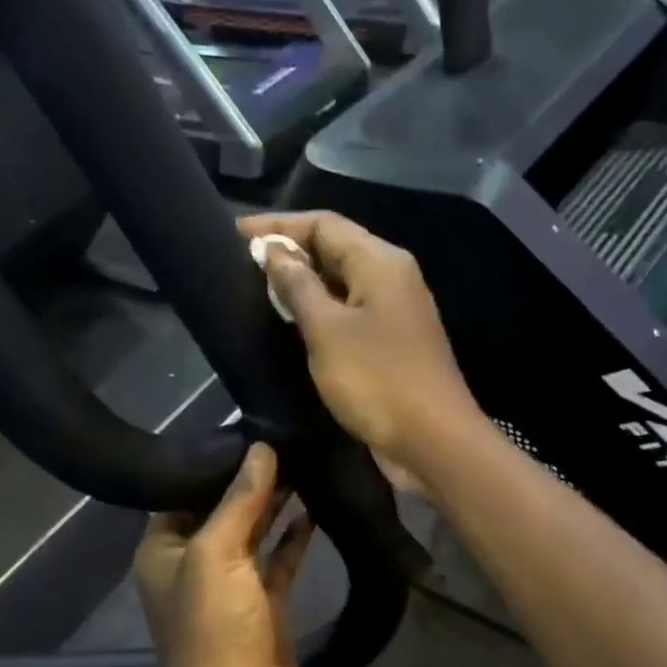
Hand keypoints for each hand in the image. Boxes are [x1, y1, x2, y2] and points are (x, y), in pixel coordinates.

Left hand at [134, 443, 316, 666]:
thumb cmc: (213, 628)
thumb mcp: (216, 556)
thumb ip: (238, 500)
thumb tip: (260, 447)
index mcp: (163, 549)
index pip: (183, 491)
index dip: (212, 462)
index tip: (246, 427)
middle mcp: (193, 561)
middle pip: (221, 508)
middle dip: (250, 478)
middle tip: (284, 437)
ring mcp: (231, 582)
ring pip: (253, 530)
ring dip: (274, 503)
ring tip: (303, 461)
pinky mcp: (264, 600)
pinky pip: (278, 557)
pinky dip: (294, 535)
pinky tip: (314, 506)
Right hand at [238, 212, 483, 483]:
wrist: (433, 442)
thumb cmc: (378, 380)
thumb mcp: (327, 330)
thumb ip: (298, 286)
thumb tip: (274, 251)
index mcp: (380, 262)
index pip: (324, 223)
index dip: (277, 226)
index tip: (232, 235)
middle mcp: (392, 279)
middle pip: (335, 250)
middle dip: (288, 254)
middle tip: (240, 267)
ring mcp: (395, 314)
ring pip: (341, 285)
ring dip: (302, 286)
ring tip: (256, 294)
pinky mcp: (391, 347)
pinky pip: (349, 316)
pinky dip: (320, 315)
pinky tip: (290, 329)